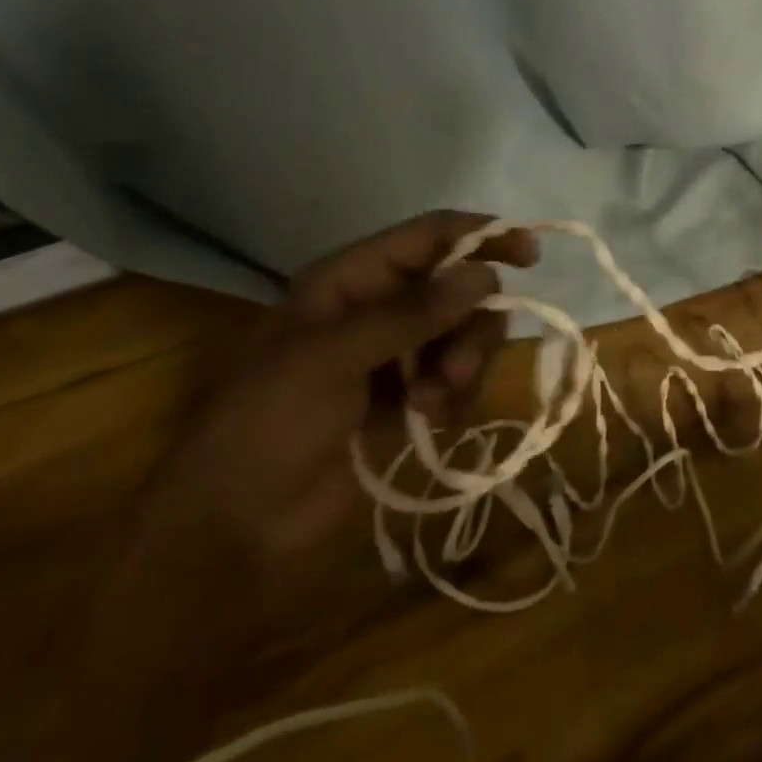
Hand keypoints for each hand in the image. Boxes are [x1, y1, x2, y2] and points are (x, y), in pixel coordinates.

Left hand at [151, 211, 537, 565]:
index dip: (480, 236)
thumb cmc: (268, 422)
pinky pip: (457, 379)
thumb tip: (485, 276)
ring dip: (463, 363)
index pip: (428, 236)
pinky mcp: (407, 399)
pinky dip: (455, 396)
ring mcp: (395, 355)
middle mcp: (378, 308)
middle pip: (457, 288)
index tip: (529, 254)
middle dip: (469, 323)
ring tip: (433, 401)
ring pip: (464, 334)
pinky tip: (430, 421)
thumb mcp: (334, 357)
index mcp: (351, 280)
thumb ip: (412, 313)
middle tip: (455, 368)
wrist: (232, 525)